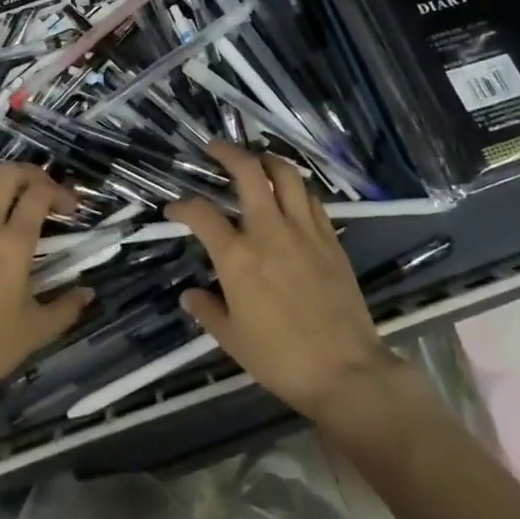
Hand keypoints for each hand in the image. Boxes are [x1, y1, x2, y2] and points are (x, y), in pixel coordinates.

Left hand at [0, 164, 92, 414]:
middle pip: (6, 174)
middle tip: (44, 194)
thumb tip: (88, 293)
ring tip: (14, 201)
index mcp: (12, 245)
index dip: (59, 192)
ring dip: (1, 182)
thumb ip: (66, 308)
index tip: (70, 209)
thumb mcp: (35, 331)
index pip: (38, 194)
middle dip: (31, 175)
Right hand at [166, 142, 397, 421]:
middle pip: (249, 172)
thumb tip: (189, 295)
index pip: (201, 215)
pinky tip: (290, 195)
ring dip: (267, 160)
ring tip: (256, 160)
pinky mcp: (330, 239)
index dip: (182, 207)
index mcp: (237, 257)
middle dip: (228, 153)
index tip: (174, 210)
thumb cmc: (280, 358)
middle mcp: (269, 231)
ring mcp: (304, 231)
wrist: (345, 370)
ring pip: (287, 175)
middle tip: (215, 148)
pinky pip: (311, 199)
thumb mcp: (232, 340)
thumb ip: (207, 310)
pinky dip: (296, 188)